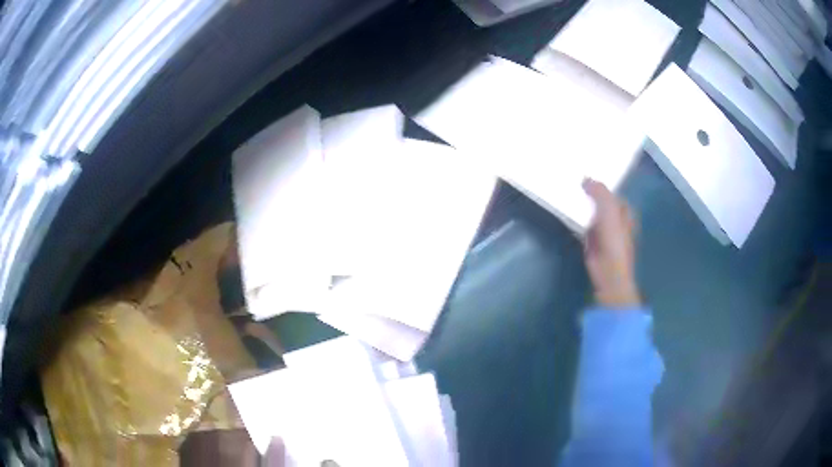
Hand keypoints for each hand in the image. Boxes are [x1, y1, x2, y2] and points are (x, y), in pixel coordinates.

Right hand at [583, 179, 640, 308]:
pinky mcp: (592, 241)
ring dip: (584, 206)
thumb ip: (600, 192)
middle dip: (592, 194)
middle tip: (576, 182)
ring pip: (593, 213)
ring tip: (570, 193)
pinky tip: (569, 212)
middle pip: (603, 202)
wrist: (608, 270)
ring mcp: (604, 232)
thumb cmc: (614, 240)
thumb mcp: (609, 210)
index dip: (603, 186)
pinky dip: (578, 219)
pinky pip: (584, 225)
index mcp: (625, 212)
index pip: (614, 194)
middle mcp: (616, 220)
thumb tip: (586, 178)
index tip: (588, 177)